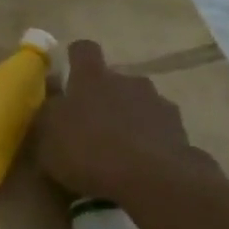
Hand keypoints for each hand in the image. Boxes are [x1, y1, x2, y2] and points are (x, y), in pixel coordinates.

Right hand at [35, 39, 221, 201]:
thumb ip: (48, 115)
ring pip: (138, 103)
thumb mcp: (48, 138)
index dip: (76, 59)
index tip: (70, 75)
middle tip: (91, 125)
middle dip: (104, 96)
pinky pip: (159, 129)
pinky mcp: (180, 129)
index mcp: (91, 77)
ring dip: (129, 118)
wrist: (152, 178)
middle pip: (114, 79)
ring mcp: (157, 102)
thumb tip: (53, 99)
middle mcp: (126, 80)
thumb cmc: (88, 151)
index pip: (83, 50)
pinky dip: (150, 141)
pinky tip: (142, 165)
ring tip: (119, 150)